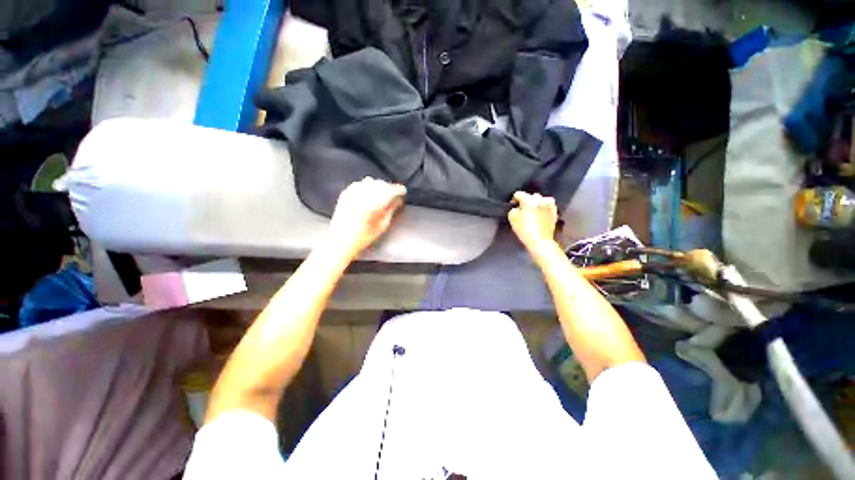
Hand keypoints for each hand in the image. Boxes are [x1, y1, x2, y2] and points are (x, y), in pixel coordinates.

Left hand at [328, 177, 405, 257]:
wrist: (340, 241)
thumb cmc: (363, 237)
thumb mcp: (382, 226)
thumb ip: (390, 211)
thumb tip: (397, 201)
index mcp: (373, 204)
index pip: (389, 190)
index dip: (398, 189)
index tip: (403, 191)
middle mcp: (362, 196)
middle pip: (380, 184)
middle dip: (389, 188)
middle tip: (394, 195)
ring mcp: (352, 194)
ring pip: (370, 182)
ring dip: (378, 186)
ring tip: (383, 193)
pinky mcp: (345, 195)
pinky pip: (359, 184)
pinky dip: (366, 186)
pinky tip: (369, 192)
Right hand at [508, 191, 558, 254]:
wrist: (540, 241)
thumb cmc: (525, 229)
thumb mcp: (511, 217)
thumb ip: (512, 209)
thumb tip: (516, 208)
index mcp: (529, 199)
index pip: (518, 194)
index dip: (513, 200)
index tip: (512, 206)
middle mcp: (541, 199)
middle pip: (530, 197)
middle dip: (526, 202)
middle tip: (522, 211)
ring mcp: (549, 205)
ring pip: (540, 201)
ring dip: (535, 205)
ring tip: (531, 214)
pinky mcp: (554, 213)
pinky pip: (546, 208)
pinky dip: (542, 211)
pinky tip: (538, 218)